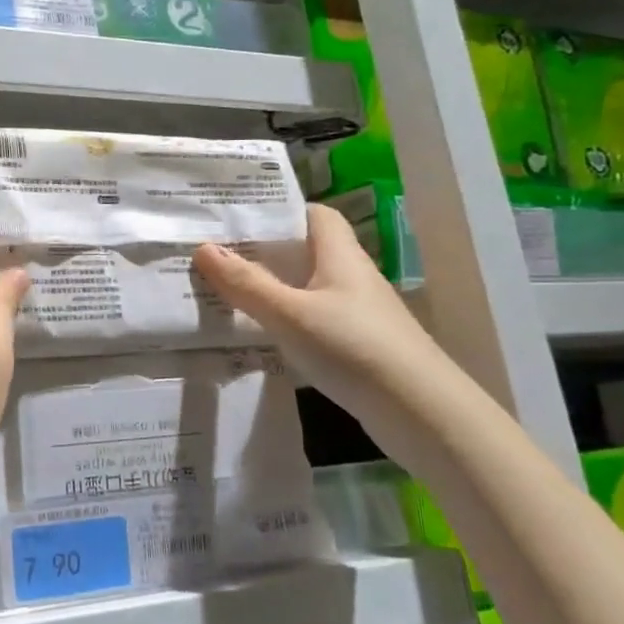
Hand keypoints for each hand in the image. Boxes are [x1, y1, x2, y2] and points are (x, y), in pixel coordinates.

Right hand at [193, 203, 457, 439]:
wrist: (420, 411)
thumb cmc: (352, 347)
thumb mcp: (289, 314)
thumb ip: (245, 283)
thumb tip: (202, 248)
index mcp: (339, 255)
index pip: (314, 214)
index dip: (280, 212)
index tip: (238, 220)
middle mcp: (350, 276)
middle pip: (305, 250)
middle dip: (264, 251)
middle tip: (216, 255)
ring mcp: (356, 312)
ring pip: (306, 287)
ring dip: (272, 287)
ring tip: (226, 291)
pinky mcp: (356, 344)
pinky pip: (311, 318)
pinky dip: (285, 319)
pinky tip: (260, 334)